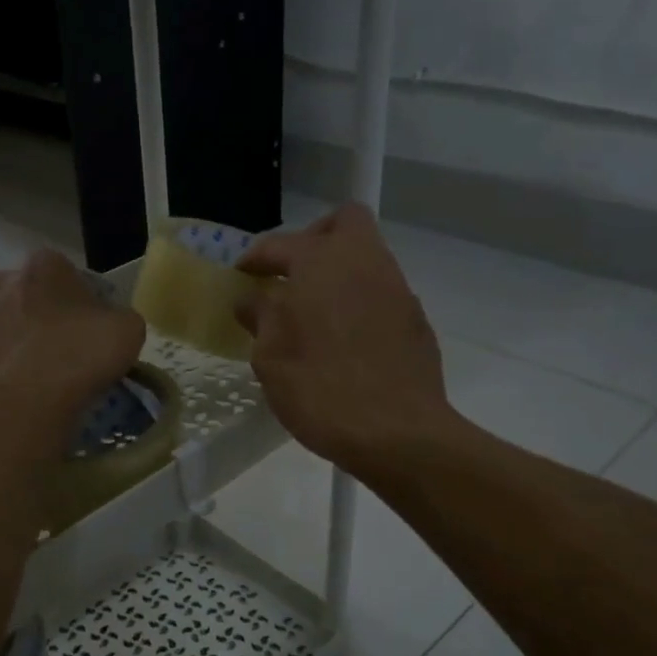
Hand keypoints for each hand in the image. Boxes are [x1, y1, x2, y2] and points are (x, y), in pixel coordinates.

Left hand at [0, 248, 145, 451]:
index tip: (67, 310)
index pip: (47, 264)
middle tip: (9, 317)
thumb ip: (114, 320)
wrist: (48, 386)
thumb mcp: (125, 328)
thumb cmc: (90, 349)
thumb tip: (110, 326)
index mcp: (46, 269)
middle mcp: (3, 285)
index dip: (55, 285)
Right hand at [236, 205, 450, 481]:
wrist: (397, 433)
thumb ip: (260, 317)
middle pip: (344, 223)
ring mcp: (396, 290)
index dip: (254, 258)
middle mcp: (364, 263)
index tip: (240, 276)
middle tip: (290, 274)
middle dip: (313, 238)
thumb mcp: (271, 356)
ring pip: (367, 258)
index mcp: (321, 263)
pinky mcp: (415, 321)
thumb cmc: (320, 389)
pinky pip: (381, 294)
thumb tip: (252, 299)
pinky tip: (344, 341)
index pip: (279, 245)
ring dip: (338, 274)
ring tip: (312, 314)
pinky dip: (358, 303)